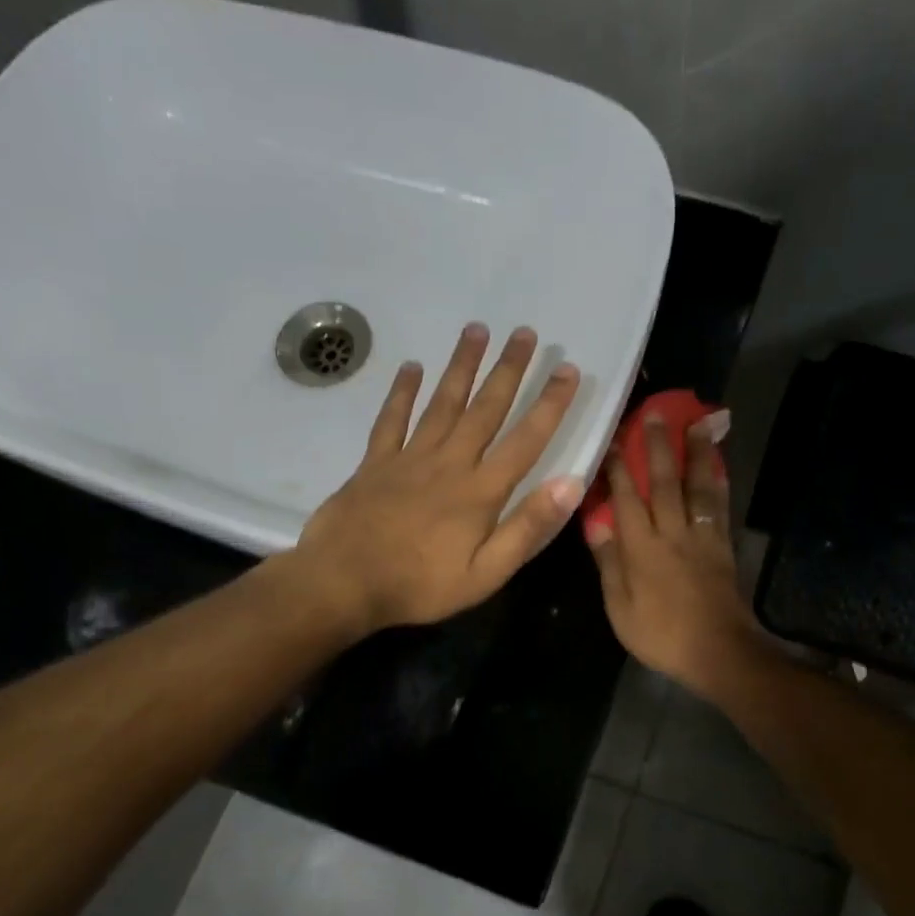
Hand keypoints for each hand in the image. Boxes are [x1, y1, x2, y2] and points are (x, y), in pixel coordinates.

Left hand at [293, 324, 583, 632]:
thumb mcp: (486, 574)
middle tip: (525, 333)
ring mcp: (409, 458)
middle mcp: (449, 463)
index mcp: (480, 492)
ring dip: (461, 366)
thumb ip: (527, 528)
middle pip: (484, 409)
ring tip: (476, 330)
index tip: (568, 370)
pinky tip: (411, 367)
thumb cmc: (420, 586)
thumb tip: (570, 484)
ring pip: (441, 403)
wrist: (343, 583)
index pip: (525, 440)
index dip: (549, 405)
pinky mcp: (375, 463)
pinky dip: (402, 392)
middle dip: (508, 370)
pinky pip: (392, 419)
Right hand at [585, 411, 774, 700]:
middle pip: (664, 482)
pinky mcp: (722, 546)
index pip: (626, 498)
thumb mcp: (620, 608)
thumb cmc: (662, 635)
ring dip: (696, 453)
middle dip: (658, 447)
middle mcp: (671, 533)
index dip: (618, 468)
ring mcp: (701, 537)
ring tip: (698, 423)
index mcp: (641, 548)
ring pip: (697, 487)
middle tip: (654, 414)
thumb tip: (596, 525)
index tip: (612, 439)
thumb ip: (609, 565)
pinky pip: (718, 507)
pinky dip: (718, 482)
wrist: (718, 651)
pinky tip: (718, 466)